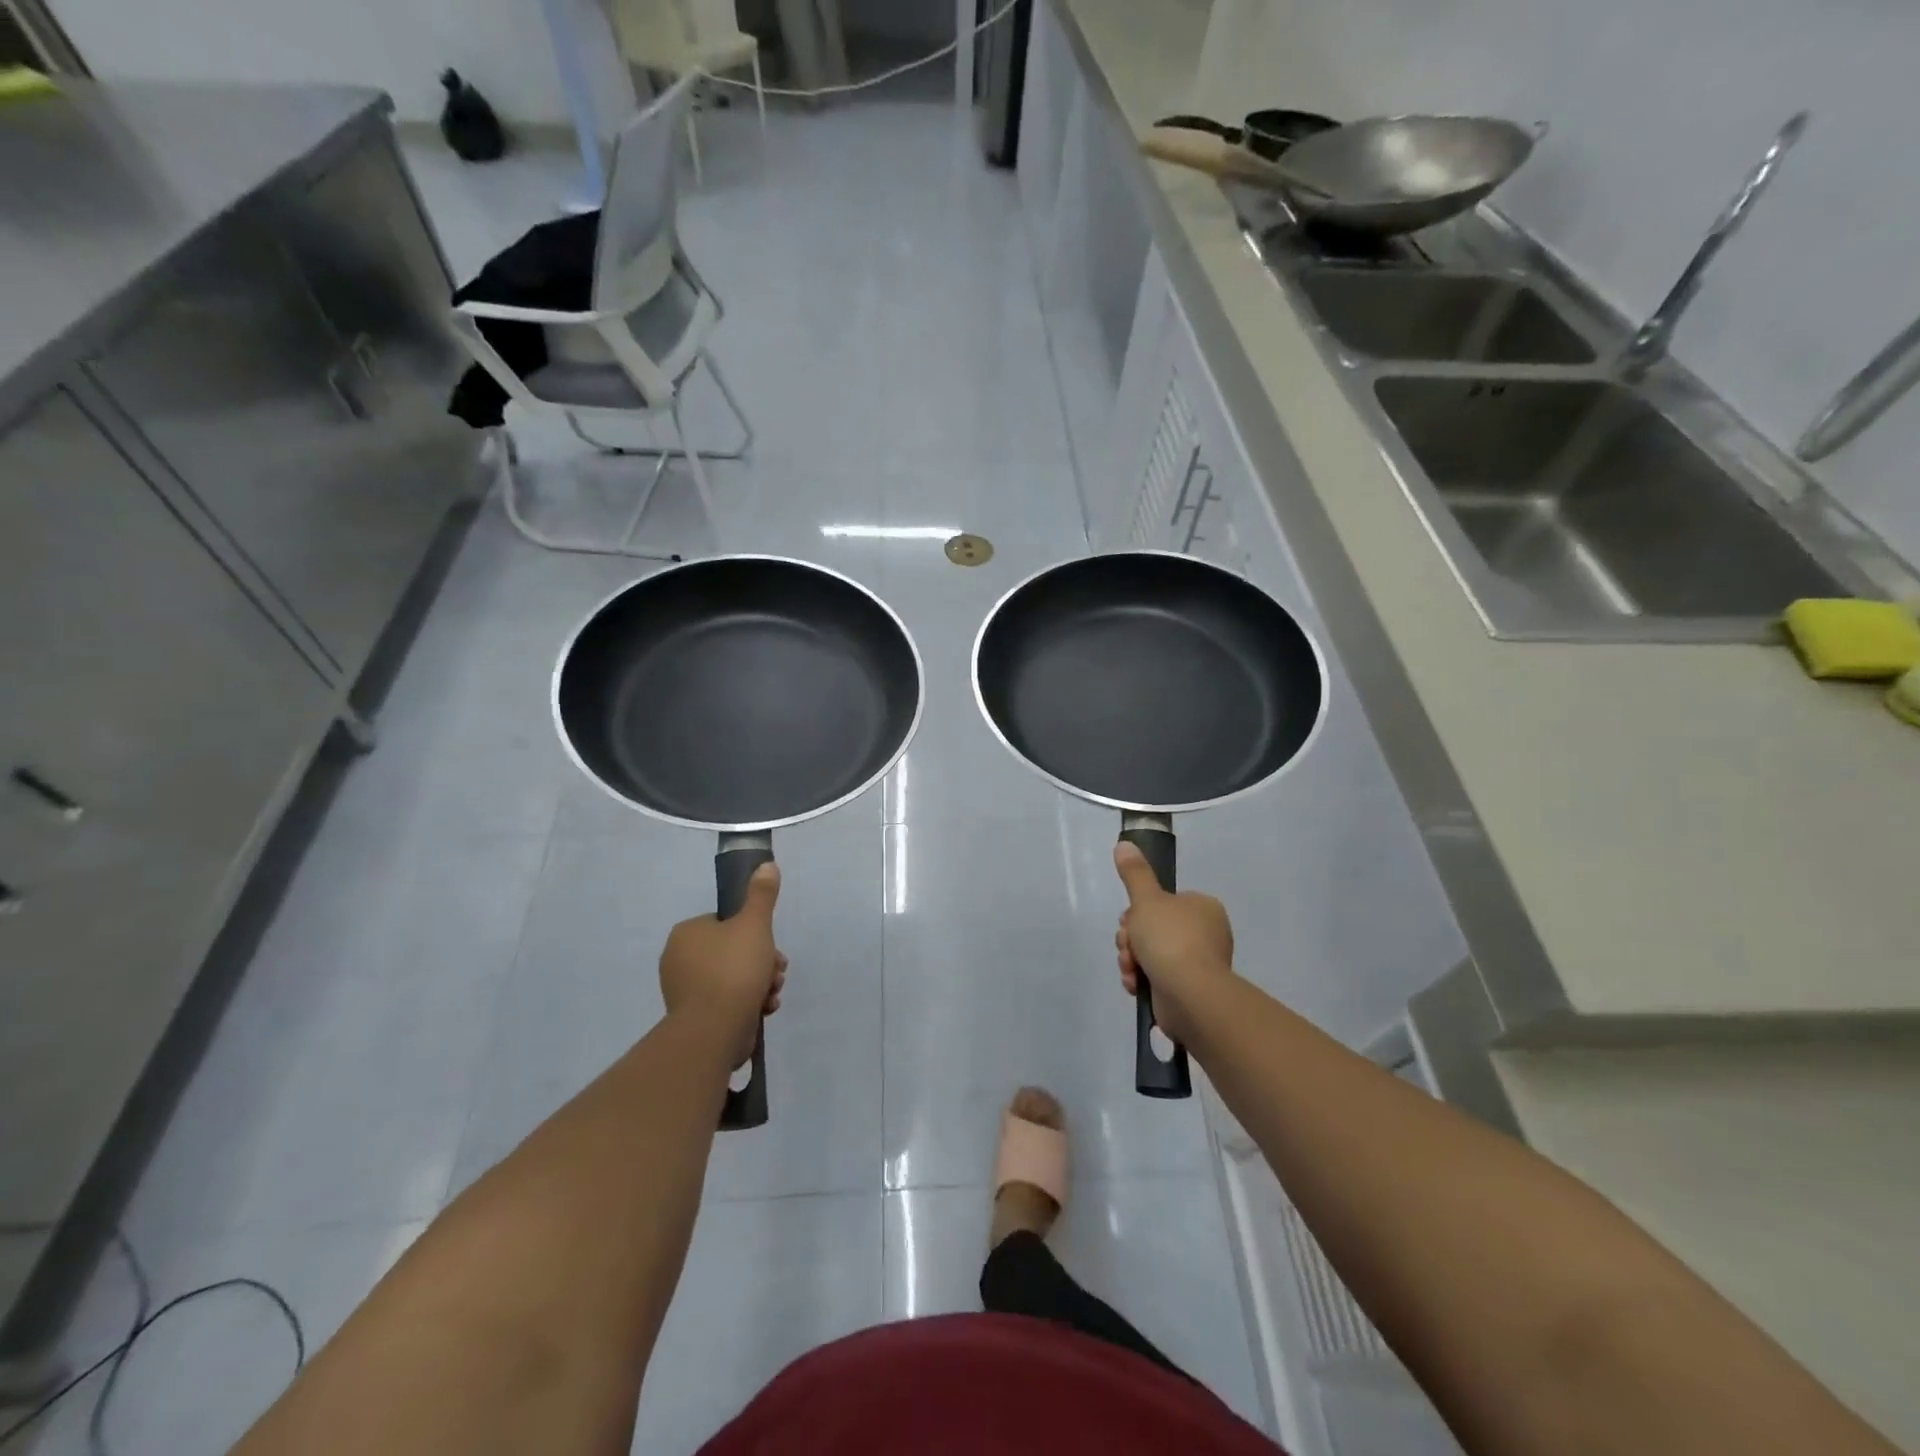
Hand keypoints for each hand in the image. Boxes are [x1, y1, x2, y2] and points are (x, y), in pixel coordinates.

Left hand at [658, 863, 787, 1068]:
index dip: (755, 932)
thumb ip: (762, 894)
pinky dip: (747, 1003)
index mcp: (687, 933)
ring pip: (733, 977)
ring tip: (772, 994)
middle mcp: (679, 959)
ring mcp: (684, 990)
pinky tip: (763, 1009)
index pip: (726, 922)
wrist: (715, 1030)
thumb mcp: (755, 924)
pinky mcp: (693, 1017)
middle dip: (762, 961)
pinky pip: (726, 1001)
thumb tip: (767, 864)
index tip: (772, 946)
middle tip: (777, 972)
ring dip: (760, 983)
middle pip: (733, 950)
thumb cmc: (734, 969)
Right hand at [1113, 842, 1235, 1046]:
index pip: (1160, 903)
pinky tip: (1136, 984)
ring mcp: (1198, 962)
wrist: (1190, 994)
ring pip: (1151, 953)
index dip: (1136, 912)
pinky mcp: (1189, 988)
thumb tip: (1124, 843)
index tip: (1128, 922)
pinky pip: (1157, 976)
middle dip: (1132, 939)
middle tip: (1128, 946)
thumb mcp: (1146, 900)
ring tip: (1131, 969)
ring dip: (1132, 959)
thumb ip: (1134, 873)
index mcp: (1201, 907)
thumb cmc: (1170, 939)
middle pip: (1152, 928)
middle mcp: (1204, 932)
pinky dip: (1142, 979)